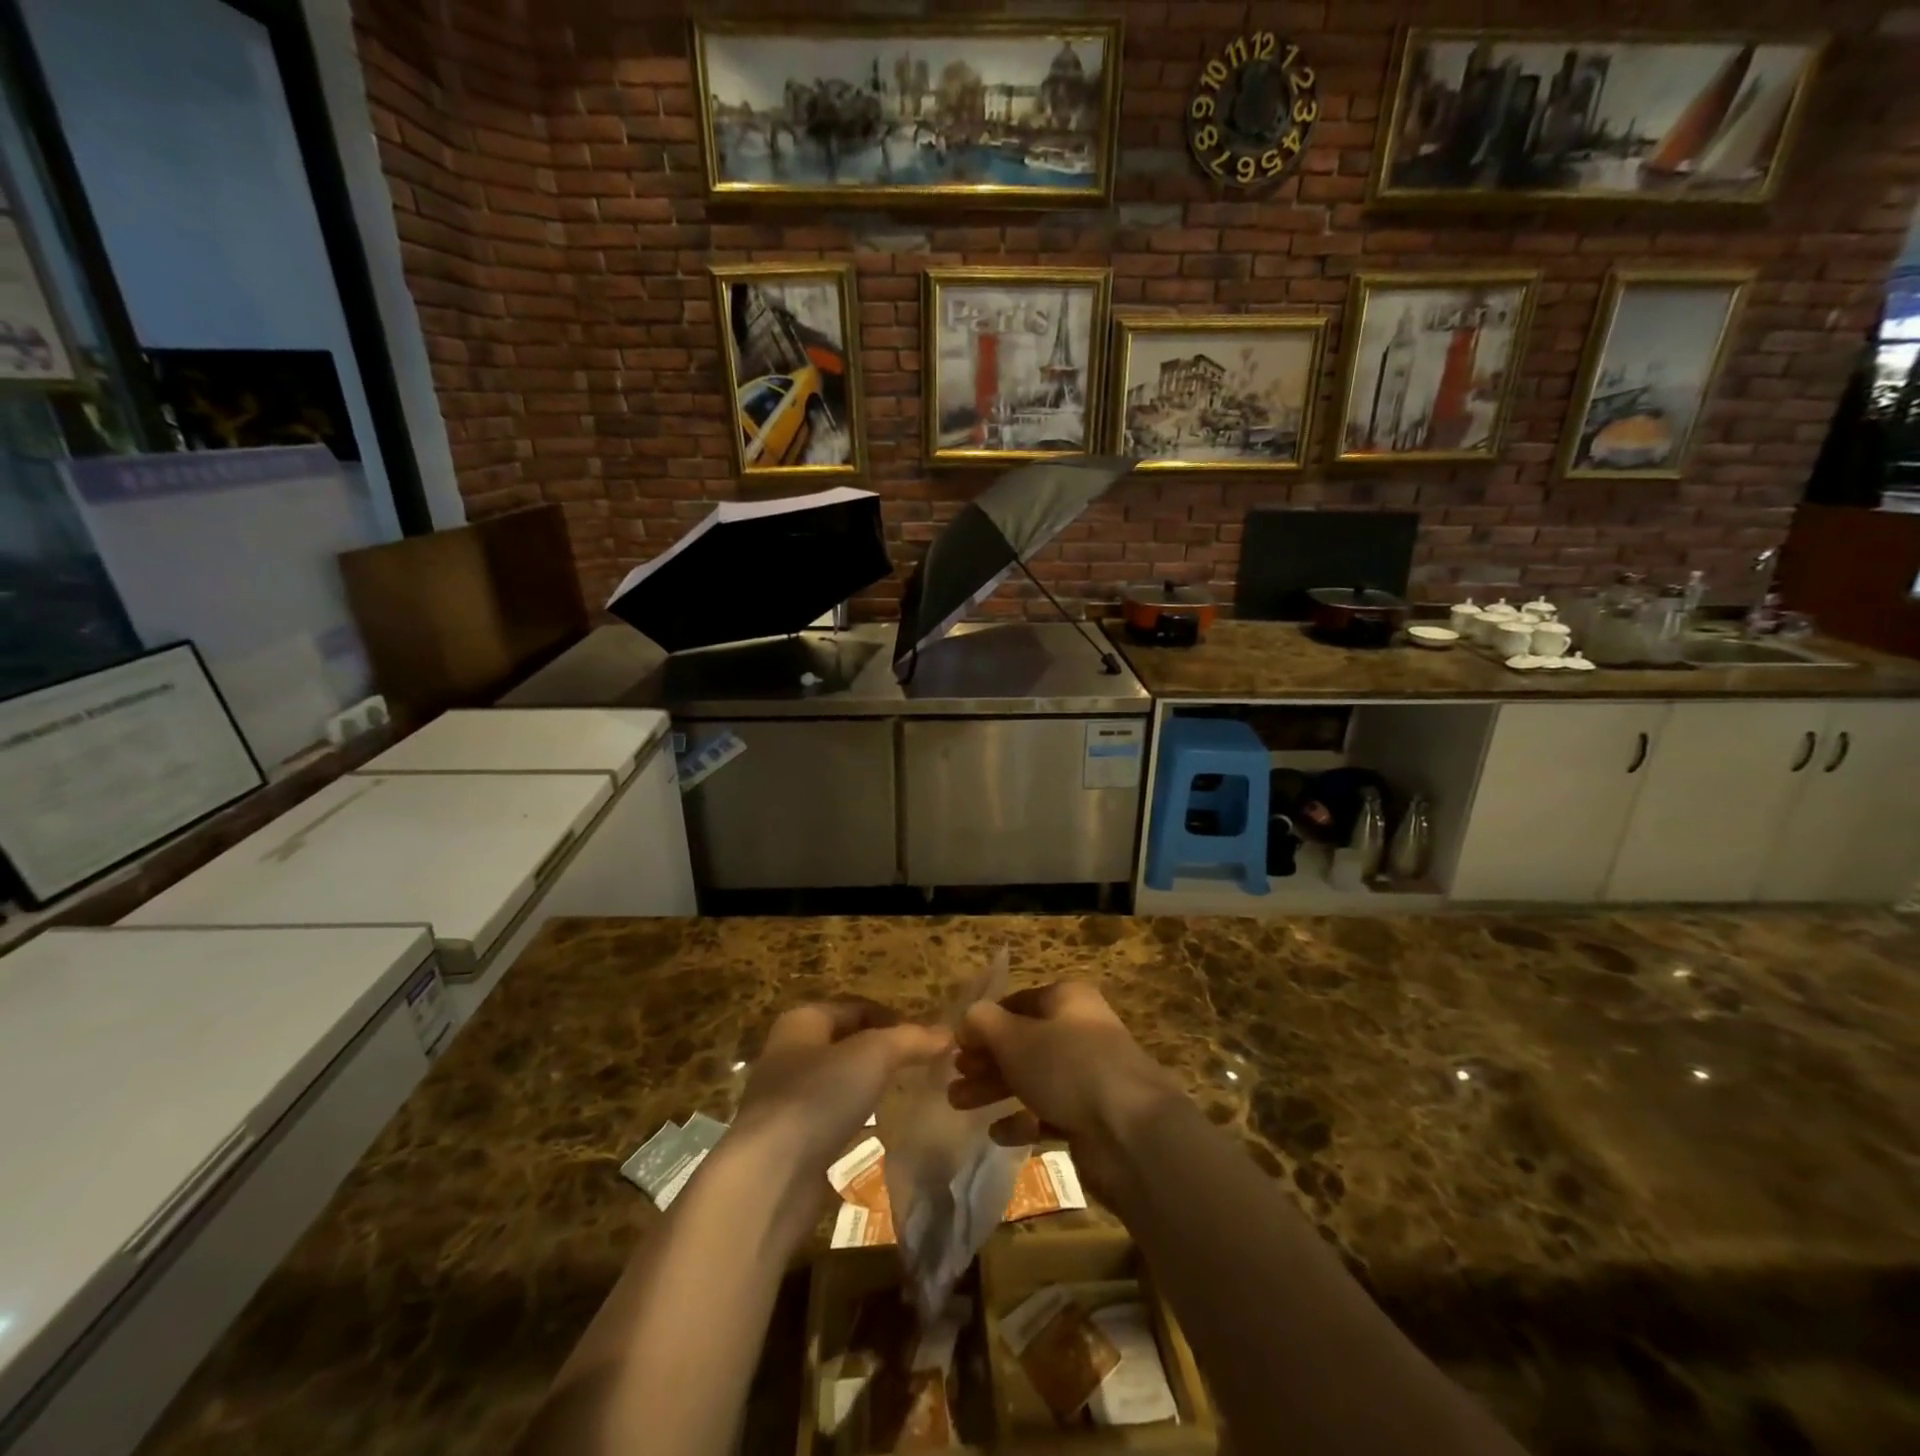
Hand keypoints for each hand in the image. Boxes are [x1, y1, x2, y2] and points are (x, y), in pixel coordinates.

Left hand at [733, 1000, 949, 1193]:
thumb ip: (910, 1040)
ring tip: (903, 1092)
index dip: (892, 1017)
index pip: (855, 1006)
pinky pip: (830, 1117)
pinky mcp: (789, 1141)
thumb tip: (947, 1033)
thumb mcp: (873, 1055)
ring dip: (867, 1084)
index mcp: (802, 1021)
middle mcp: (789, 1053)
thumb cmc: (818, 1097)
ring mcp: (786, 1098)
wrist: (769, 1177)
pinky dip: (853, 1117)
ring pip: (837, 1080)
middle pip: (846, 1041)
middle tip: (919, 1063)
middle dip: (881, 1050)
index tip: (926, 1037)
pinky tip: (875, 1129)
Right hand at [947, 982, 1182, 1195]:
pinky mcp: (1092, 1116)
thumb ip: (984, 1023)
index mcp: (1067, 999)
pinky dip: (1022, 1120)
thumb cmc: (1067, 1067)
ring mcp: (1089, 1074)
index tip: (956, 1045)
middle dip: (985, 1060)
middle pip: (1023, 1041)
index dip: (985, 1022)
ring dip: (995, 1089)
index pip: (1017, 1003)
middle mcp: (1080, 1030)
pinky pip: (1049, 1112)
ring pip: (1033, 1077)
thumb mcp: (1015, 1038)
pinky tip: (998, 1133)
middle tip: (954, 1079)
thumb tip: (968, 1018)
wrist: (1130, 1132)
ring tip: (960, 1105)